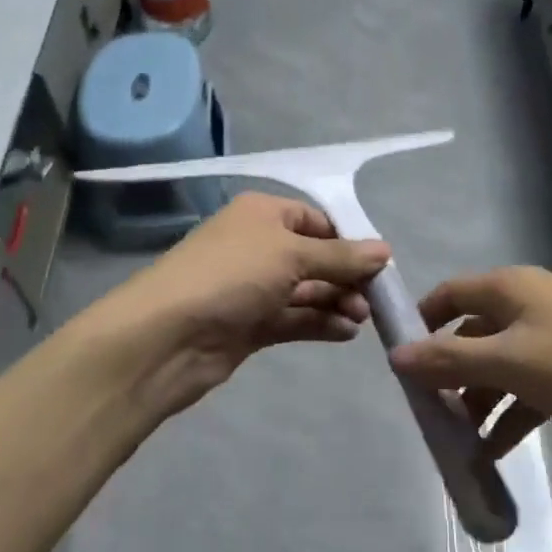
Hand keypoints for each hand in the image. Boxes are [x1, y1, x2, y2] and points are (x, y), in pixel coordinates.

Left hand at [94, 193, 391, 420]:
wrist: (166, 336)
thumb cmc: (231, 276)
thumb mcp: (291, 255)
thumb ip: (340, 256)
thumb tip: (385, 250)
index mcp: (261, 215)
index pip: (314, 219)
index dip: (347, 239)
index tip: (379, 263)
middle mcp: (257, 246)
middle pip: (313, 257)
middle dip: (345, 275)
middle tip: (374, 299)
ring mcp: (251, 288)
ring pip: (305, 290)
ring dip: (336, 301)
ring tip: (362, 318)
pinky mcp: (248, 325)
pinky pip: (293, 318)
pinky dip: (319, 323)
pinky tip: (346, 332)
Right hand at [388, 266, 551, 471]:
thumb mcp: (512, 362)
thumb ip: (451, 360)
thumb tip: (395, 355)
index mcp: (512, 288)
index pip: (450, 294)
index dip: (421, 322)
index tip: (397, 362)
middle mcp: (532, 305)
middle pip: (474, 333)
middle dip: (449, 373)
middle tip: (427, 416)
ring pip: (503, 366)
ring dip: (479, 401)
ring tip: (459, 445)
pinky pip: (533, 388)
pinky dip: (512, 415)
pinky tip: (497, 452)